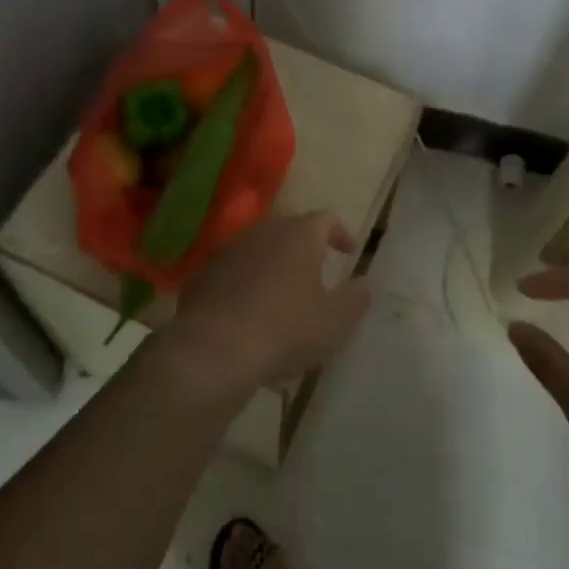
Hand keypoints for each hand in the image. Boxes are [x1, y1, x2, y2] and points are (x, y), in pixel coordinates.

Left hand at [157, 212, 370, 397]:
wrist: (214, 349)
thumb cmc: (286, 329)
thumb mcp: (335, 322)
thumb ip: (356, 299)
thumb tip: (364, 283)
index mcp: (299, 235)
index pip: (326, 219)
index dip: (340, 233)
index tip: (348, 251)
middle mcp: (264, 232)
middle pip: (289, 230)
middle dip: (305, 247)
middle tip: (316, 270)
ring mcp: (230, 250)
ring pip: (259, 249)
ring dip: (273, 266)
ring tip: (282, 296)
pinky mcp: (204, 274)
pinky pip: (234, 272)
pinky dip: (246, 284)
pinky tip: (249, 313)